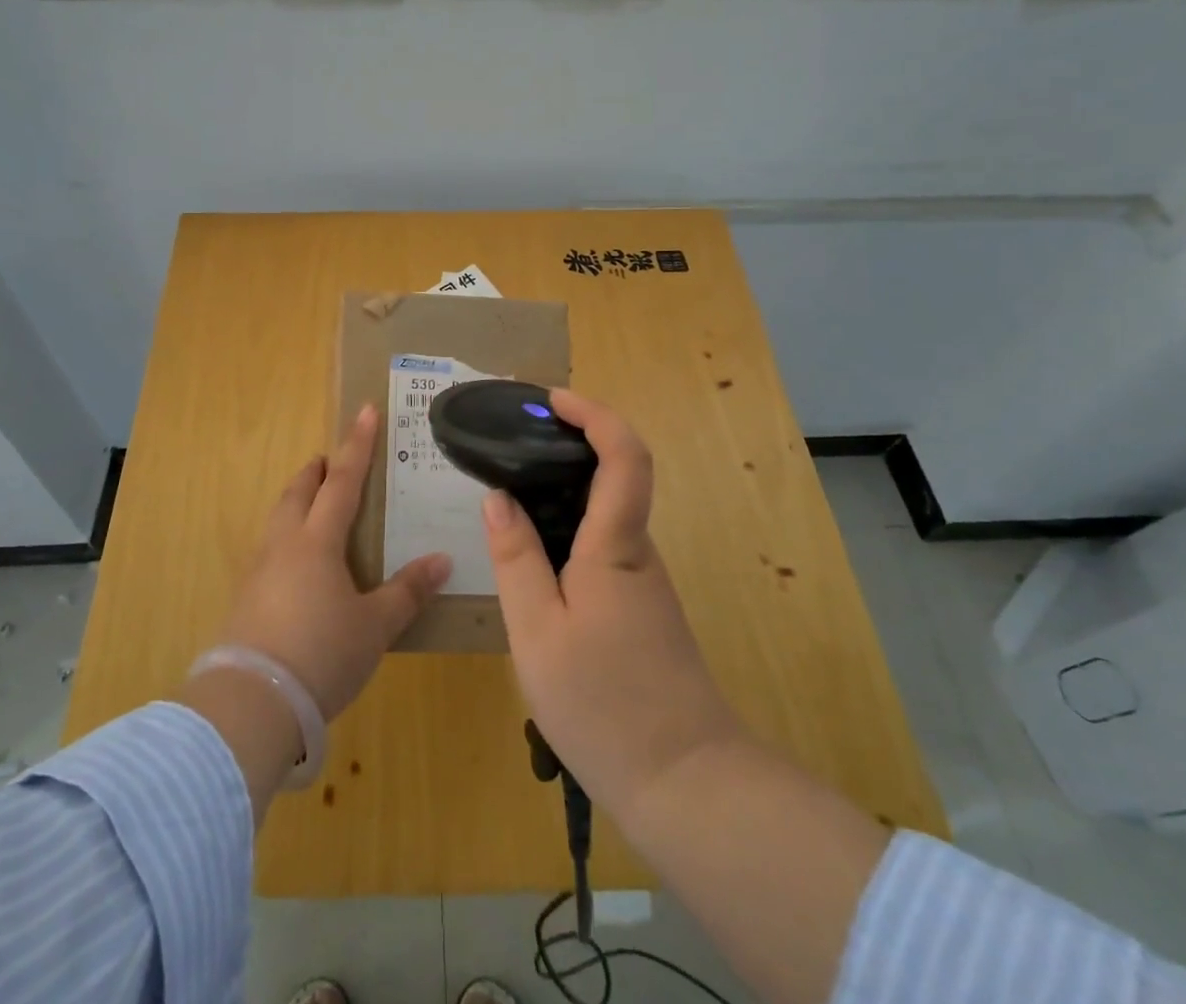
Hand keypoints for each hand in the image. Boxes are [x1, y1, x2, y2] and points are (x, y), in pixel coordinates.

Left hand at [215, 404, 452, 720]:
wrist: (251, 702)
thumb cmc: (322, 654)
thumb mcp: (374, 626)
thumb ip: (407, 591)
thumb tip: (442, 560)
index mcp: (317, 541)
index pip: (343, 481)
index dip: (358, 445)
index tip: (365, 410)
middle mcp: (284, 544)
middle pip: (300, 492)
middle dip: (317, 470)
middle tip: (331, 459)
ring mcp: (259, 570)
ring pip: (279, 518)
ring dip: (297, 501)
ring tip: (312, 503)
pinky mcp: (245, 598)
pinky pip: (269, 549)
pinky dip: (286, 537)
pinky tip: (295, 562)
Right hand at [483, 388, 739, 826]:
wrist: (686, 784)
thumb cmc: (604, 704)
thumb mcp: (537, 631)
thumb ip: (516, 558)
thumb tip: (499, 497)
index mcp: (616, 546)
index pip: (625, 456)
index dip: (594, 414)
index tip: (551, 399)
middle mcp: (637, 552)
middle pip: (616, 475)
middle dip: (570, 443)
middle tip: (512, 440)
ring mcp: (643, 581)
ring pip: (606, 513)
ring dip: (564, 487)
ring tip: (509, 490)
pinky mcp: (640, 608)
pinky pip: (603, 545)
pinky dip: (568, 526)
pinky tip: (532, 552)